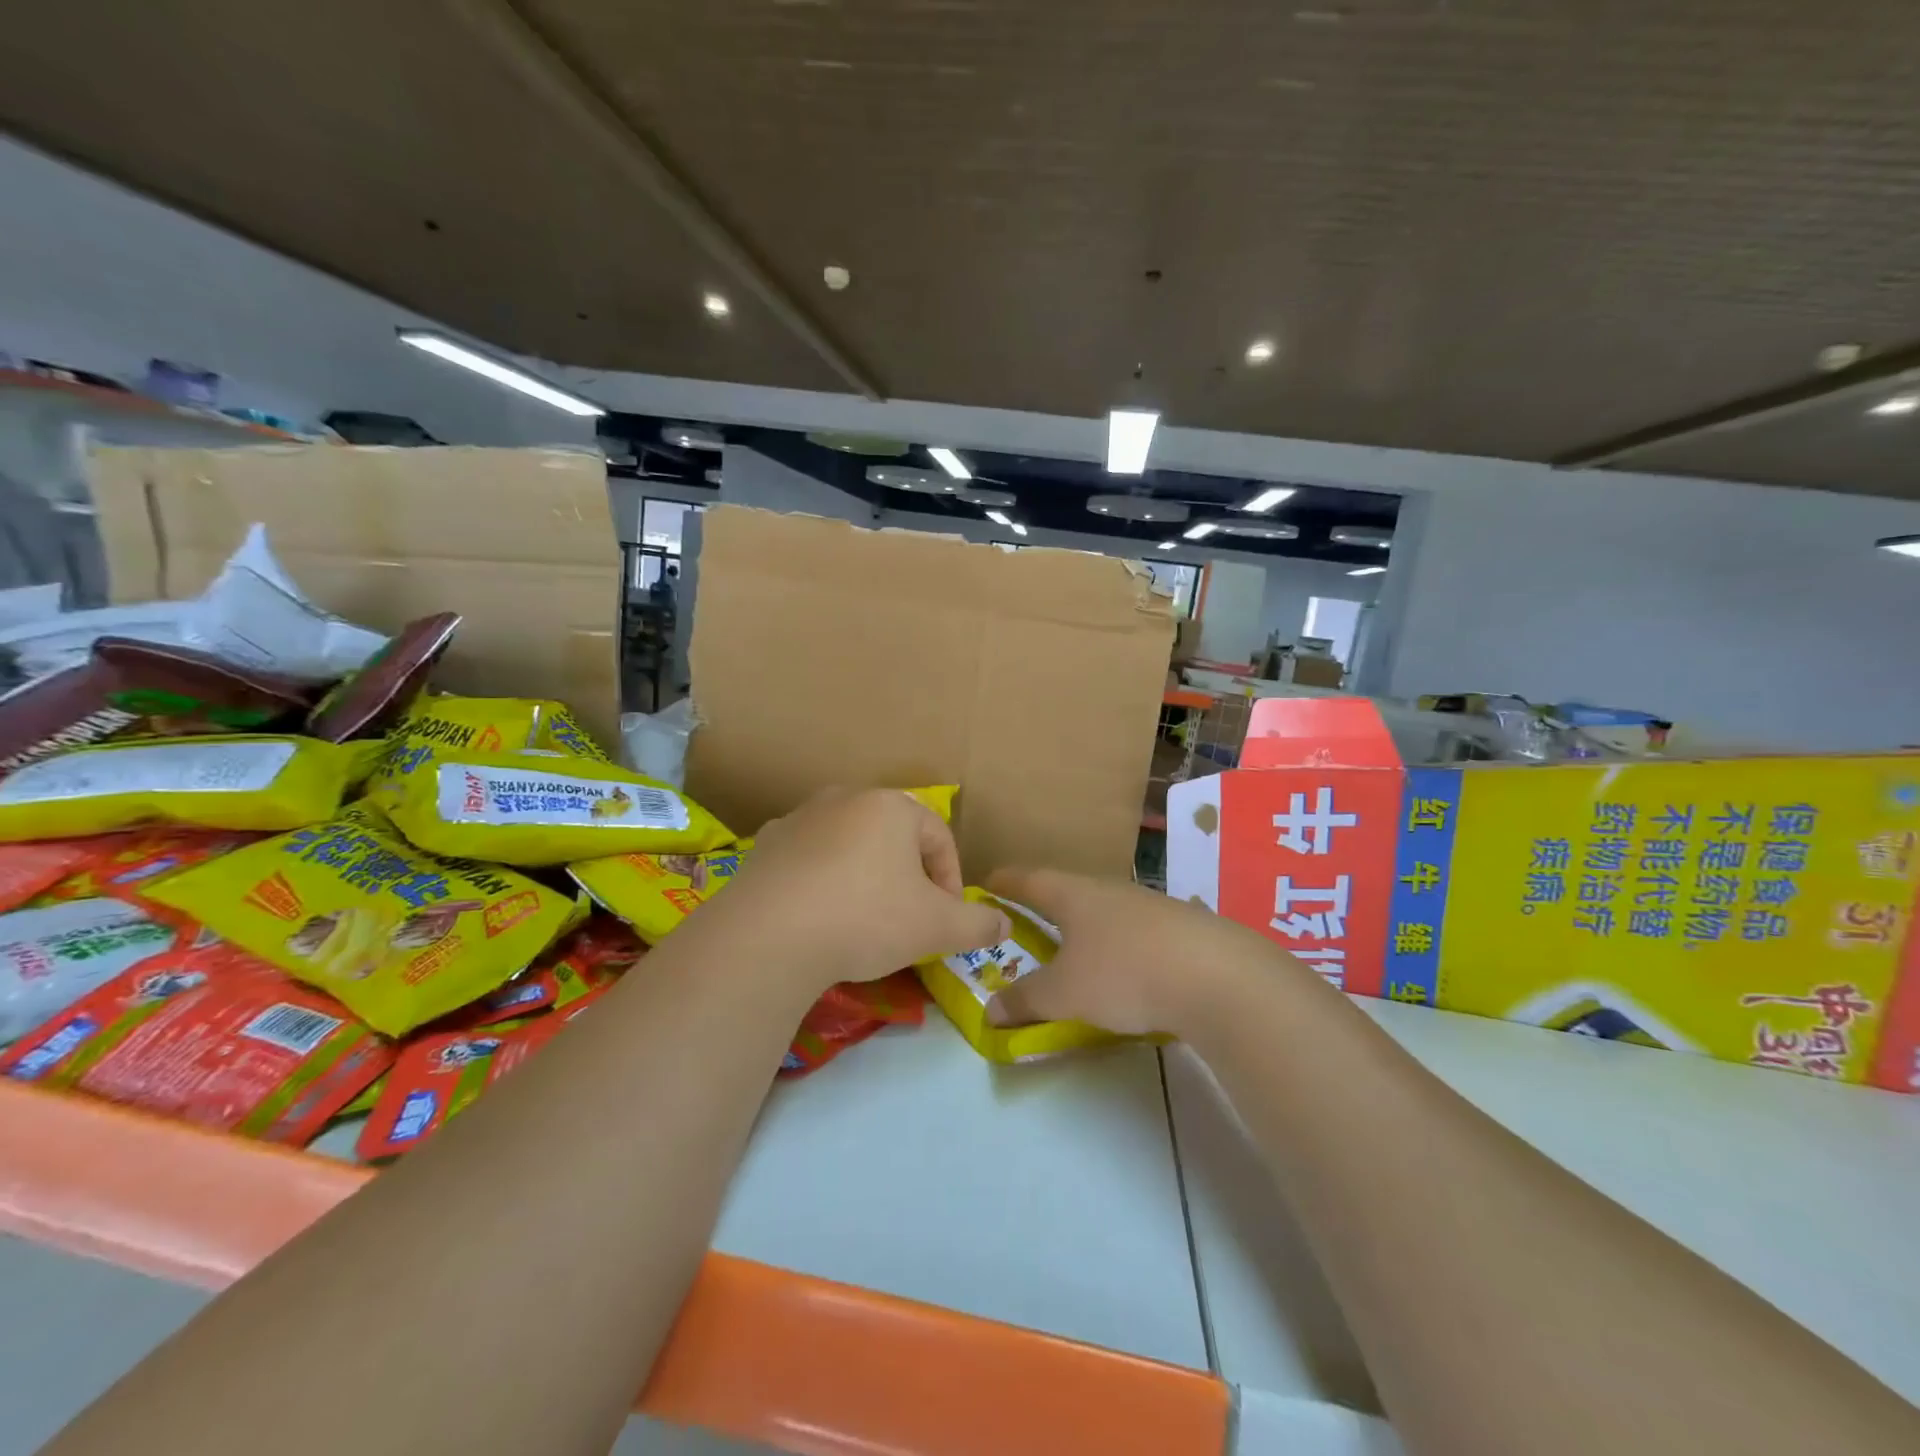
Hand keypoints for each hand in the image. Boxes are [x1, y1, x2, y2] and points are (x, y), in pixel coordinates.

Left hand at [700, 789, 1007, 993]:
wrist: (769, 936)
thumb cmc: (866, 918)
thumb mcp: (936, 927)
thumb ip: (977, 923)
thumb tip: (1003, 924)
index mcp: (891, 805)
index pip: (939, 838)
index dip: (951, 882)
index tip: (947, 921)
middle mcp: (845, 798)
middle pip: (894, 839)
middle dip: (908, 878)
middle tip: (909, 921)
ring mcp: (799, 818)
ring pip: (850, 847)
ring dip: (865, 878)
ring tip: (863, 922)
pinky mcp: (765, 846)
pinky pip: (809, 861)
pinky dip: (822, 883)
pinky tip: (820, 918)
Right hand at [985, 867, 1326, 1037]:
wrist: (1218, 977)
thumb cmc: (1125, 973)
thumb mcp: (1065, 993)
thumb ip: (1025, 1000)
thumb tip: (990, 1011)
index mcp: (1074, 895)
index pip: (1028, 879)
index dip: (1004, 881)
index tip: (985, 883)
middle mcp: (1109, 890)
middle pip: (1067, 891)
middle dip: (1043, 904)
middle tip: (1023, 920)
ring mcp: (1148, 906)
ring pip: (1102, 910)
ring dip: (1082, 926)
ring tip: (1071, 947)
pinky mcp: (1179, 927)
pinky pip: (1132, 931)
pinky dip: (1115, 944)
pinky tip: (1122, 967)